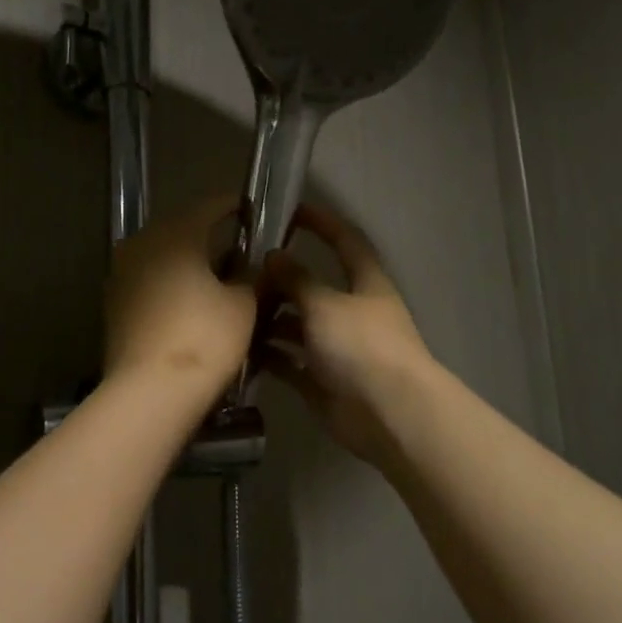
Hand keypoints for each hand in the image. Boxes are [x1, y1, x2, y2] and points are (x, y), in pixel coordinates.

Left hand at [105, 196, 256, 400]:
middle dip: (208, 237)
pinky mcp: (114, 304)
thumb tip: (246, 267)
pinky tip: (189, 304)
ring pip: (161, 256)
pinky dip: (170, 285)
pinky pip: (148, 281)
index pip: (209, 206)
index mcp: (175, 234)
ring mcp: (121, 274)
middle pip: (181, 230)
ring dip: (187, 263)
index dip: (233, 206)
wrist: (150, 391)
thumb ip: (249, 276)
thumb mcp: (243, 305)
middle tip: (237, 250)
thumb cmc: (204, 339)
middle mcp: (141, 243)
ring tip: (215, 280)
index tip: (251, 210)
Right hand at [257, 205, 436, 467]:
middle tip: (242, 272)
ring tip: (233, 312)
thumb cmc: (362, 346)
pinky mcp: (322, 380)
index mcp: (366, 284)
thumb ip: (297, 279)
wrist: (387, 413)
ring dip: (271, 320)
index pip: (345, 242)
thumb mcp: (325, 303)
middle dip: (283, 280)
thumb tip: (274, 256)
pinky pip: (290, 362)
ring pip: (298, 326)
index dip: (323, 223)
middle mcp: (352, 312)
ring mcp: (337, 348)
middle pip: (314, 288)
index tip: (293, 209)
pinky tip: (239, 348)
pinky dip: (269, 355)